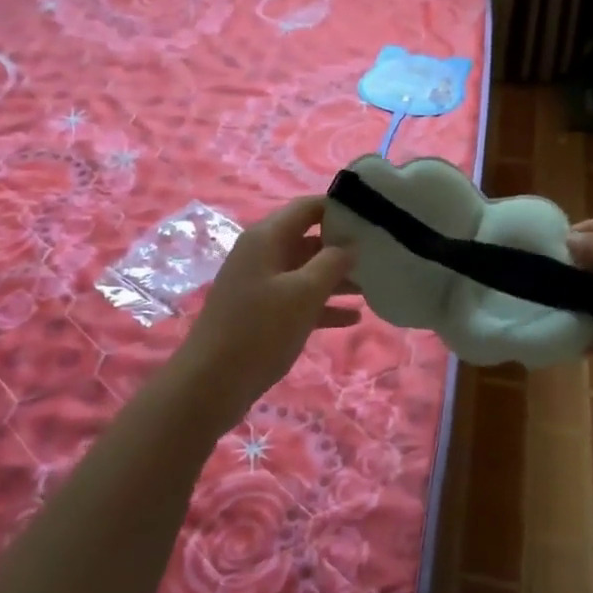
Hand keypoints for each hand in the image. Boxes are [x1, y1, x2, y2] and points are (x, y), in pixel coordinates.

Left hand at [173, 196, 360, 427]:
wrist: (211, 384)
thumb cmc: (260, 330)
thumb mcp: (304, 293)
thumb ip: (332, 262)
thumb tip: (350, 244)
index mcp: (267, 238)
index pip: (308, 207)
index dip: (340, 208)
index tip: (374, 218)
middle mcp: (263, 254)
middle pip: (310, 239)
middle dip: (344, 247)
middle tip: (382, 255)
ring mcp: (261, 285)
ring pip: (307, 271)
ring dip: (338, 279)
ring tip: (374, 287)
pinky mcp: (262, 313)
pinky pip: (299, 299)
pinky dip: (324, 305)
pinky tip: (354, 318)